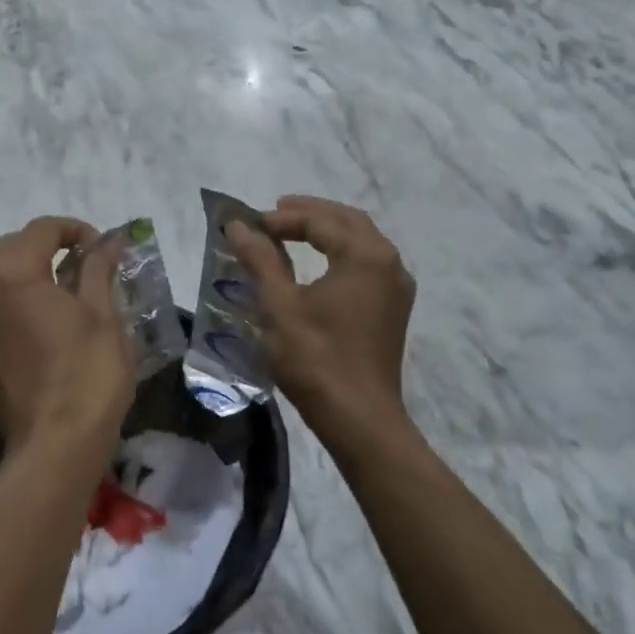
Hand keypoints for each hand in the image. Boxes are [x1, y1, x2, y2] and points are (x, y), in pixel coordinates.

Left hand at [0, 218, 133, 458]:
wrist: (55, 444)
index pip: (42, 229)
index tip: (103, 248)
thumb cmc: (87, 372)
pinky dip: (12, 297)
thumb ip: (98, 268)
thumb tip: (109, 240)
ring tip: (62, 287)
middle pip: (11, 247)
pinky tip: (42, 316)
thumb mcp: (102, 313)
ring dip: (25, 270)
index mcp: (11, 272)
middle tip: (84, 263)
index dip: (76, 230)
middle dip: (46, 246)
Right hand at [227, 196, 415, 461]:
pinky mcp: (393, 307)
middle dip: (309, 214)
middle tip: (273, 215)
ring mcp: (396, 286)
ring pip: (360, 240)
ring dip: (326, 230)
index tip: (251, 225)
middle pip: (347, 221)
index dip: (283, 219)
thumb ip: (260, 259)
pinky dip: (341, 252)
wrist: (360, 419)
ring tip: (291, 232)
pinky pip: (367, 262)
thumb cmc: (317, 359)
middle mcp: (389, 262)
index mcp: (365, 256)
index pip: (321, 221)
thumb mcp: (280, 306)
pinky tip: (318, 263)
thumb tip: (238, 226)